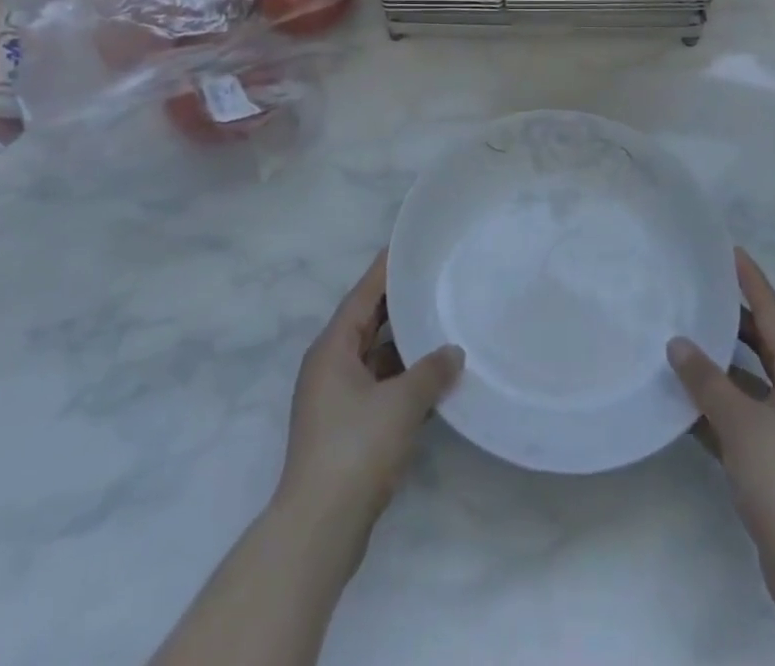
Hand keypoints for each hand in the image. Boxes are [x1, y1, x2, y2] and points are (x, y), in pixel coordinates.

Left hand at [275, 251, 463, 543]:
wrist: (320, 528)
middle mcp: (330, 366)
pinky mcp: (346, 428)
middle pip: (367, 323)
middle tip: (433, 281)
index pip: (362, 295)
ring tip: (442, 327)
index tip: (407, 247)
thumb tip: (454, 352)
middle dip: (398, 305)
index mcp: (332, 348)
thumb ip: (431, 372)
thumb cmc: (355, 449)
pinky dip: (403, 380)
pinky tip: (434, 381)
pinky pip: (379, 387)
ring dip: (405, 347)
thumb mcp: (400, 404)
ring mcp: (336, 399)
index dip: (385, 270)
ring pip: (375, 358)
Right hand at [667, 249, 774, 608]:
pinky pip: (741, 420)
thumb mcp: (740, 423)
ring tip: (683, 342)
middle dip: (734, 321)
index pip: (774, 318)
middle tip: (701, 293)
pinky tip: (682, 404)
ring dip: (720, 368)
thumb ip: (706, 380)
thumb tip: (678, 343)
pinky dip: (716, 409)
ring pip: (749, 385)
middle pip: (764, 347)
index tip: (732, 252)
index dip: (753, 283)